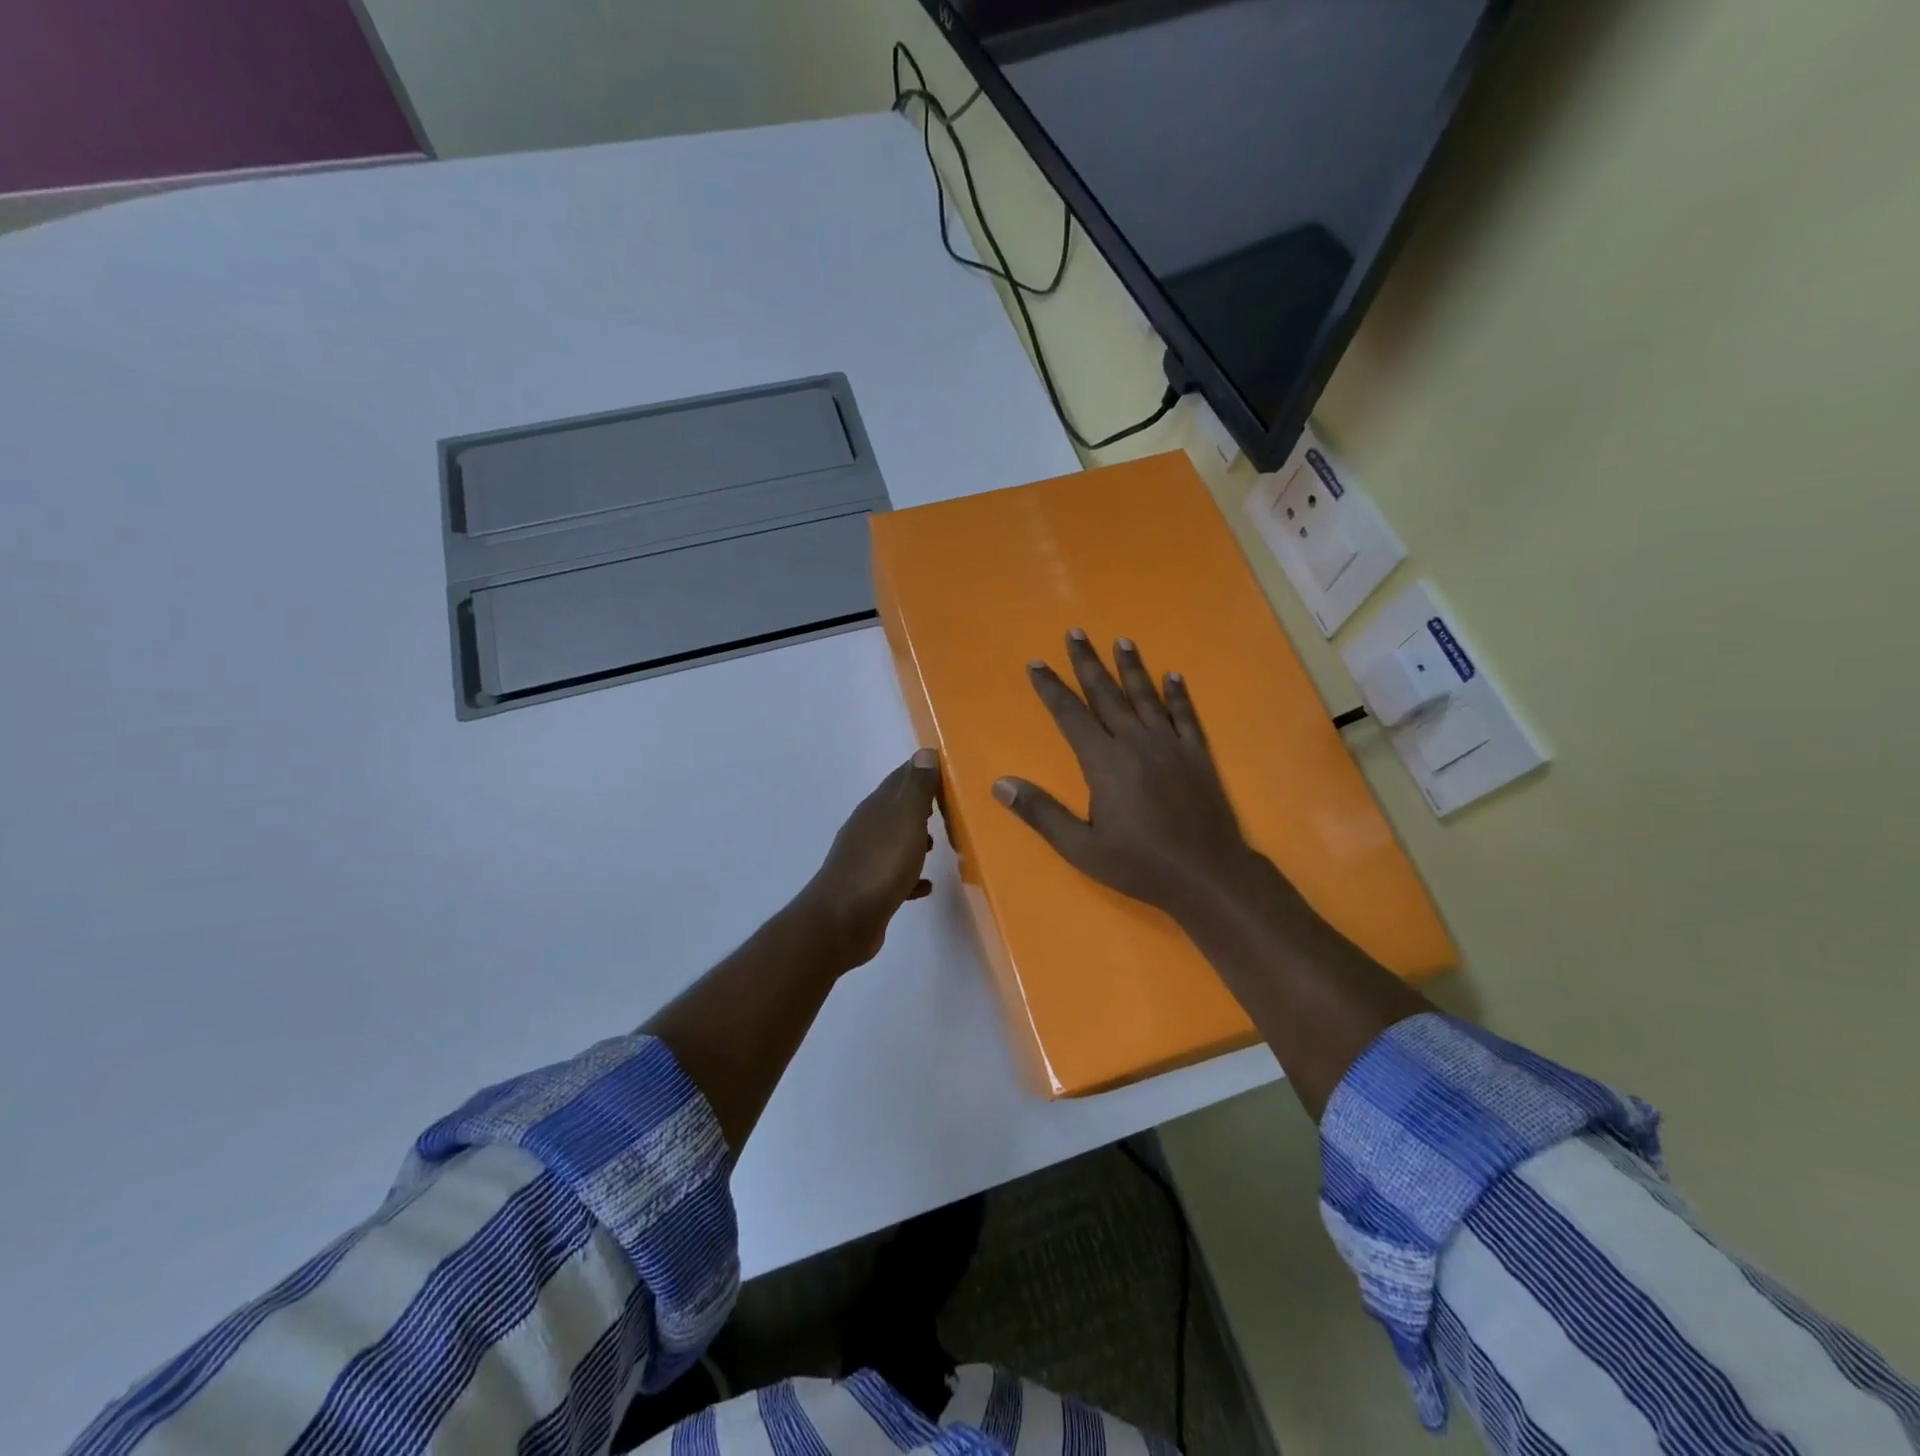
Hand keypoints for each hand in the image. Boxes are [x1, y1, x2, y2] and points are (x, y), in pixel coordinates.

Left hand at [799, 749, 943, 966]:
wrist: (842, 921)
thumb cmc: (880, 865)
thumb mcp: (905, 820)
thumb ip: (916, 788)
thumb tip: (924, 752)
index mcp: (876, 808)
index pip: (900, 778)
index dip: (922, 771)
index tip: (948, 771)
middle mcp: (868, 829)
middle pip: (897, 810)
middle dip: (922, 807)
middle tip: (951, 809)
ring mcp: (865, 860)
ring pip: (895, 842)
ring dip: (916, 841)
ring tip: (941, 845)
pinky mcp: (868, 890)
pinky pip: (895, 876)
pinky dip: (911, 876)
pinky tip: (926, 887)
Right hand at [993, 630, 1270, 921]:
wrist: (1207, 874)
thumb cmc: (1139, 864)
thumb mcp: (1081, 847)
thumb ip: (1041, 812)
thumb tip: (1000, 784)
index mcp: (1104, 762)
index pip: (1070, 715)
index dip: (1051, 688)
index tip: (1036, 663)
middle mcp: (1136, 742)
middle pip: (1106, 694)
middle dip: (1087, 663)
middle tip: (1075, 633)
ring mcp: (1171, 745)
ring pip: (1146, 696)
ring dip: (1132, 668)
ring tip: (1121, 641)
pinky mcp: (1198, 755)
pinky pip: (1185, 716)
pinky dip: (1178, 695)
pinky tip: (1173, 676)